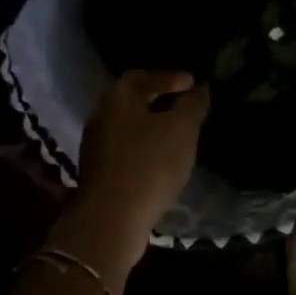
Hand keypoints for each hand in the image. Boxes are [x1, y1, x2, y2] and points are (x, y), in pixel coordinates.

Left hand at [62, 70, 209, 278]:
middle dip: (159, 101)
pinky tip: (161, 161)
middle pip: (132, 100)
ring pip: (128, 126)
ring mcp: (95, 145)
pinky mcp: (98, 172)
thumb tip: (200, 88)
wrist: (111, 219)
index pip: (143, 75)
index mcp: (118, 97)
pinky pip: (125, 150)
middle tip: (185, 106)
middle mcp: (101, 115)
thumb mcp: (182, 130)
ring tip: (177, 135)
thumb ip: (193, 105)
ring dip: (151, 127)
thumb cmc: (149, 164)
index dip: (169, 77)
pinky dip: (144, 148)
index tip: (192, 83)